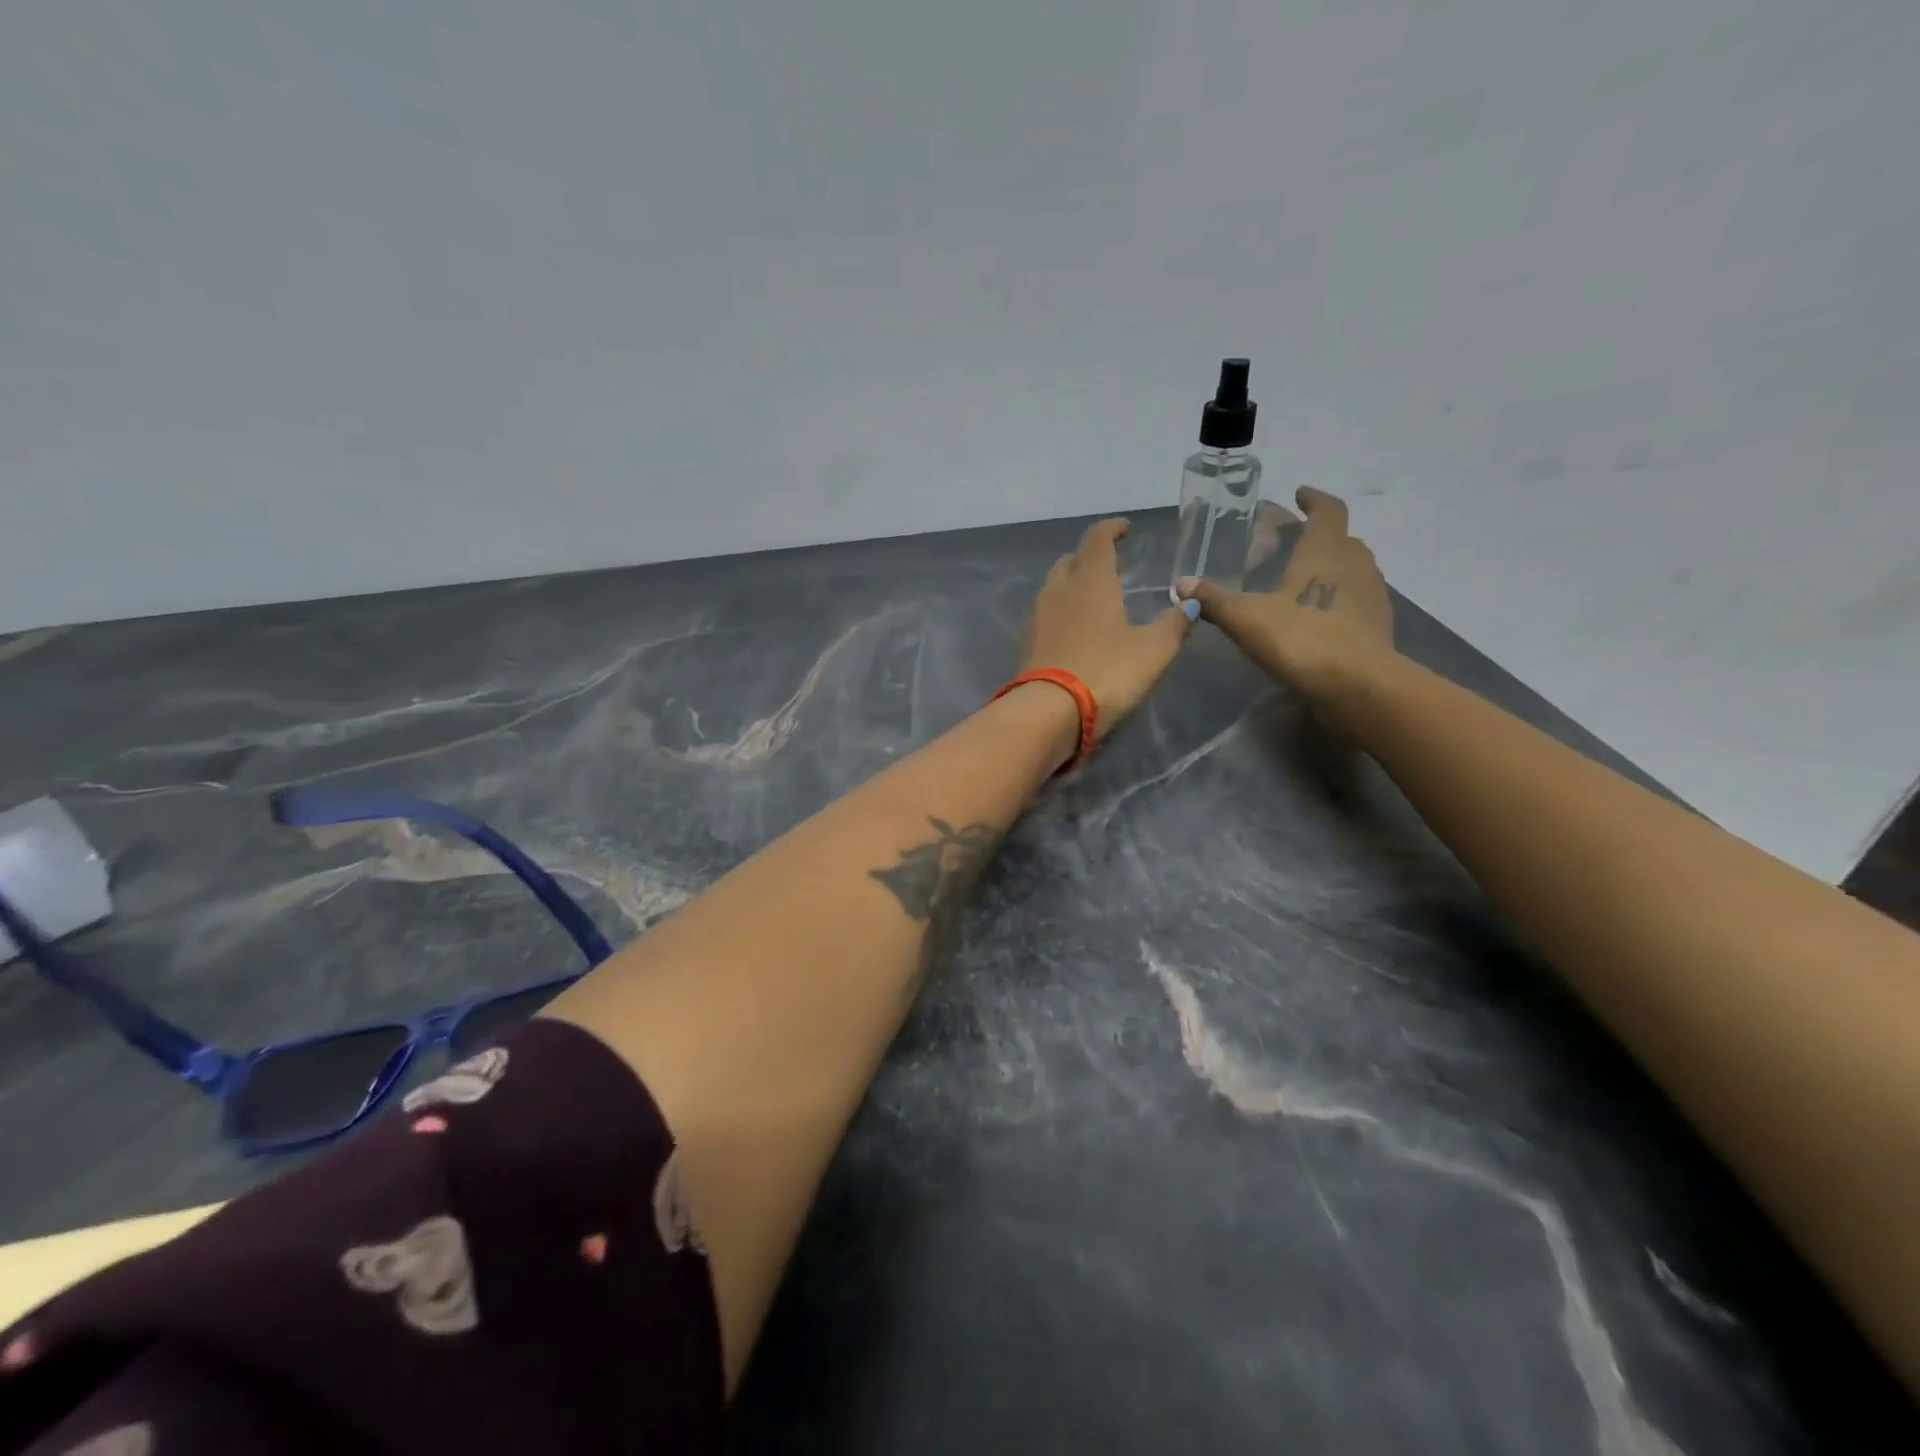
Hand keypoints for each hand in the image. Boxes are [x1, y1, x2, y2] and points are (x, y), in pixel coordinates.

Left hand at [1023, 518, 1192, 739]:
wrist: (1048, 713)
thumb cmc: (1106, 673)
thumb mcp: (1154, 651)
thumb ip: (1174, 624)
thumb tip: (1191, 603)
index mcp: (1091, 581)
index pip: (1098, 539)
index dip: (1112, 530)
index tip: (1125, 530)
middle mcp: (1059, 591)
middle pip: (1071, 560)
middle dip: (1089, 556)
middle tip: (1109, 564)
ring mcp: (1037, 617)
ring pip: (1053, 587)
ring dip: (1072, 583)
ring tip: (1092, 596)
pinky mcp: (1026, 644)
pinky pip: (1044, 615)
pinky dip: (1060, 611)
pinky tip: (1072, 629)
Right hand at [1178, 487, 1395, 704]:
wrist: (1358, 685)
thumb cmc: (1300, 638)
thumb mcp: (1245, 618)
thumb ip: (1214, 599)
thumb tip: (1182, 583)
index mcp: (1324, 550)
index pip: (1327, 510)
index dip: (1313, 500)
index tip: (1299, 495)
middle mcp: (1354, 564)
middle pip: (1341, 539)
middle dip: (1317, 537)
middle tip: (1289, 545)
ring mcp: (1372, 595)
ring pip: (1352, 569)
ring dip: (1330, 569)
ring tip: (1300, 582)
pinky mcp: (1377, 626)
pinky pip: (1356, 601)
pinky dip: (1338, 600)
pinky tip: (1315, 618)